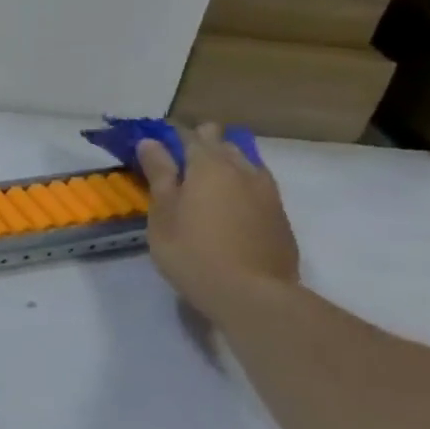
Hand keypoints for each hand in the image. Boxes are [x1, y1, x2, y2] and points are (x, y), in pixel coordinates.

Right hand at [136, 123, 299, 323]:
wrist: (252, 293)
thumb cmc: (192, 251)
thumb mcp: (163, 212)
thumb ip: (159, 174)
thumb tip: (150, 142)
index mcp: (209, 165)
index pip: (190, 135)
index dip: (172, 135)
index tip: (155, 144)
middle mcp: (242, 170)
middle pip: (222, 143)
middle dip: (201, 144)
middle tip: (177, 164)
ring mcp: (267, 191)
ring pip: (244, 162)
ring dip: (224, 163)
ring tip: (204, 181)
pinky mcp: (279, 214)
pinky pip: (257, 184)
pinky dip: (240, 184)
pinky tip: (229, 203)